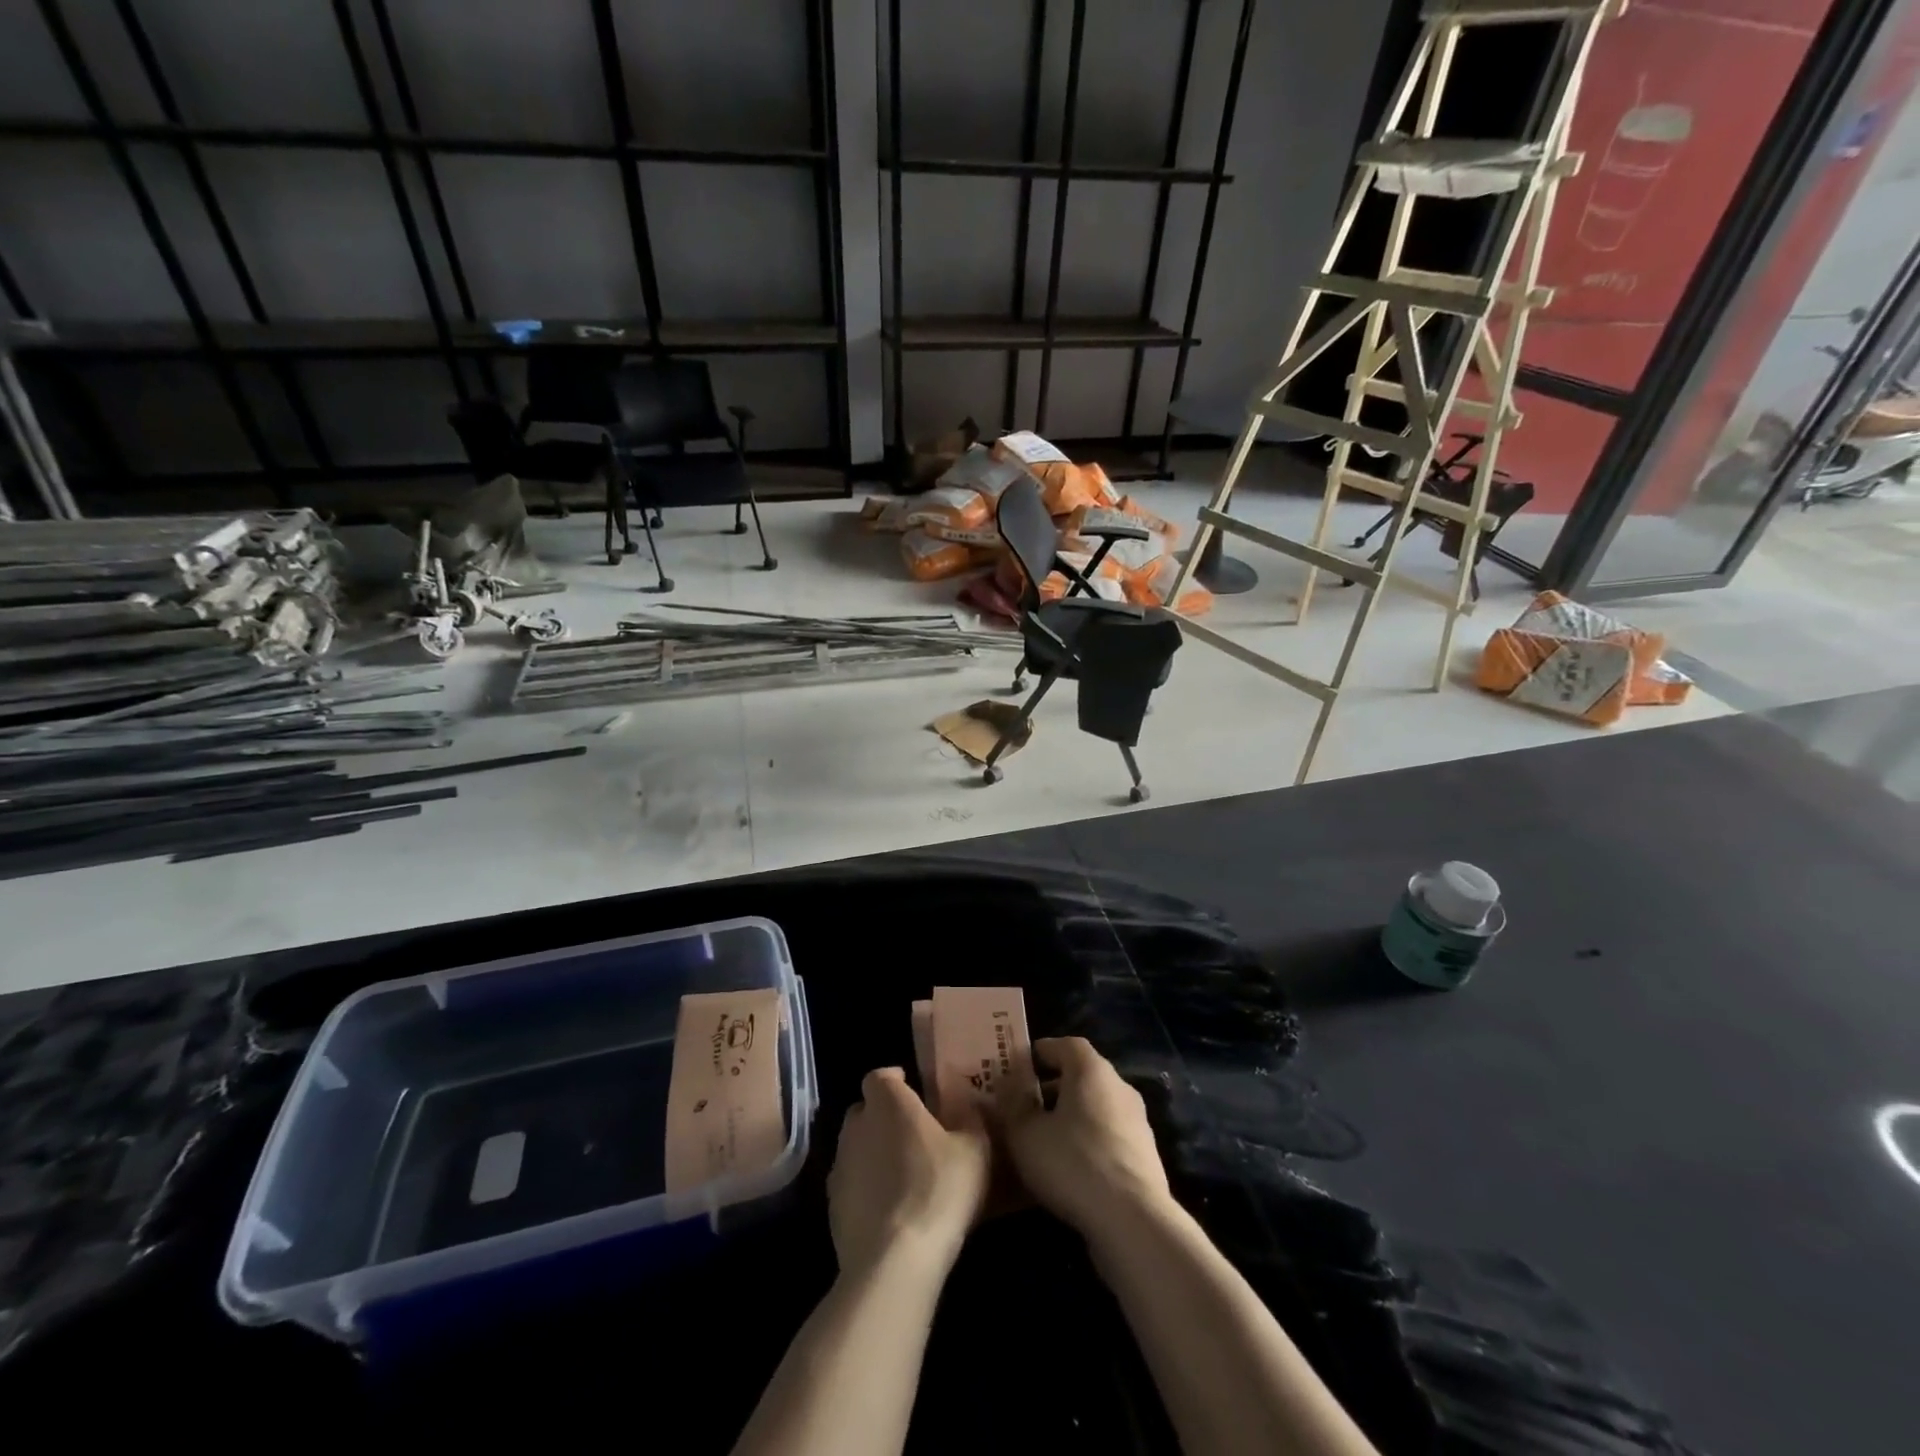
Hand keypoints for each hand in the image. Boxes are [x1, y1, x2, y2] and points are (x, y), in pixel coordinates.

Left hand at [827, 1068, 991, 1279]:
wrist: (893, 1261)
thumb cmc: (938, 1190)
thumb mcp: (974, 1150)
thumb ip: (971, 1121)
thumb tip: (968, 1108)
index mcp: (888, 1102)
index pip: (881, 1076)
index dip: (895, 1080)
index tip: (914, 1090)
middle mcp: (856, 1126)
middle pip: (865, 1110)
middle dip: (884, 1116)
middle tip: (912, 1134)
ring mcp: (839, 1167)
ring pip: (855, 1148)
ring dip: (873, 1153)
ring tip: (902, 1174)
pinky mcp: (832, 1207)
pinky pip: (851, 1184)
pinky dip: (866, 1189)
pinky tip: (889, 1210)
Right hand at [993, 1037, 1171, 1243]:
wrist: (1133, 1221)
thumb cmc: (1072, 1162)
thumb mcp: (1025, 1133)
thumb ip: (1013, 1104)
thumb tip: (1007, 1084)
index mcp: (1091, 1070)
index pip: (1067, 1044)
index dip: (1043, 1051)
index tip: (1021, 1065)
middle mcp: (1119, 1086)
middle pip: (1083, 1075)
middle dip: (1054, 1087)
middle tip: (1026, 1105)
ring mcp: (1137, 1122)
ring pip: (1097, 1107)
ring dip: (1072, 1116)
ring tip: (1045, 1140)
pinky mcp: (1145, 1156)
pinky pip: (1109, 1136)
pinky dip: (1089, 1141)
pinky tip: (1070, 1168)